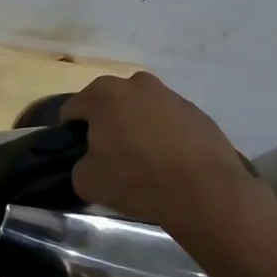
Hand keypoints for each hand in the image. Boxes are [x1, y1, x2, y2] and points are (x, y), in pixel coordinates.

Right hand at [61, 72, 257, 228]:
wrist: (205, 192)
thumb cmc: (137, 179)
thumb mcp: (87, 181)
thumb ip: (79, 165)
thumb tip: (89, 162)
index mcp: (103, 94)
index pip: (73, 109)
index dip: (70, 132)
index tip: (78, 154)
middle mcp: (136, 84)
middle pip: (110, 104)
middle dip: (106, 124)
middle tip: (110, 155)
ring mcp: (170, 95)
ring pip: (141, 110)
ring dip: (137, 127)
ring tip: (144, 161)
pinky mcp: (197, 112)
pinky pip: (169, 122)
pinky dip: (164, 136)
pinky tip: (169, 163)